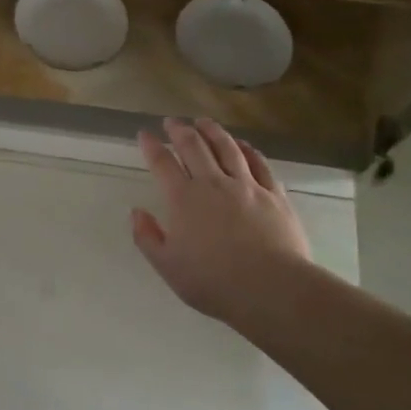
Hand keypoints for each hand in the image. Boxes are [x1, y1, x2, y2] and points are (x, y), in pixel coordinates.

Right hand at [131, 118, 312, 325]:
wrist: (272, 288)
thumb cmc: (214, 282)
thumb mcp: (168, 266)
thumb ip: (147, 237)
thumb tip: (136, 212)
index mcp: (183, 199)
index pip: (162, 163)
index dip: (151, 146)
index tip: (144, 134)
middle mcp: (213, 183)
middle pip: (194, 146)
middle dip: (180, 130)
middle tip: (172, 121)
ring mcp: (247, 185)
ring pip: (227, 148)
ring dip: (212, 131)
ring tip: (203, 121)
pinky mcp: (274, 194)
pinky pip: (259, 163)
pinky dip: (247, 149)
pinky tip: (243, 144)